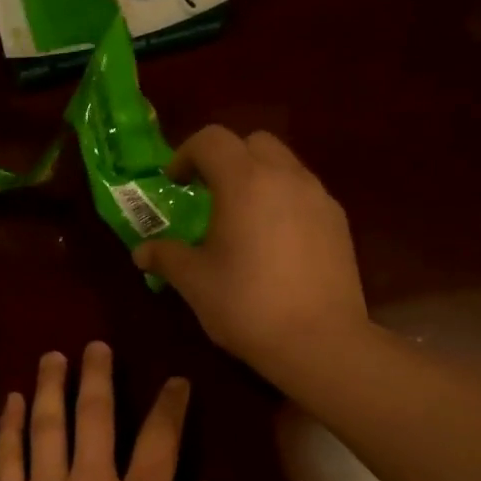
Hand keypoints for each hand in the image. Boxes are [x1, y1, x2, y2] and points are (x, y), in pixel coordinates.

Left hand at [0, 342, 228, 480]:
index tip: (175, 382)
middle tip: (97, 346)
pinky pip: (6, 458)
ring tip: (53, 356)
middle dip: (98, 374)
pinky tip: (11, 401)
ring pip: (46, 426)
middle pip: (95, 415)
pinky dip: (9, 426)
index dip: (170, 404)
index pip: (160, 438)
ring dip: (50, 386)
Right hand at [134, 126, 368, 380]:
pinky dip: (282, 200)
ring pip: (283, 165)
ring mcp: (318, 197)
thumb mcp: (194, 282)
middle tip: (207, 193)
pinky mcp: (338, 222)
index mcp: (244, 182)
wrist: (319, 340)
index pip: (211, 140)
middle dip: (225, 159)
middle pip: (253, 143)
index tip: (174, 183)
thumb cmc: (246, 305)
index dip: (186, 154)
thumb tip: (142, 252)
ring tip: (241, 219)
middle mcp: (285, 177)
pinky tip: (273, 242)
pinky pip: (304, 193)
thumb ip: (166, 257)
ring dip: (257, 178)